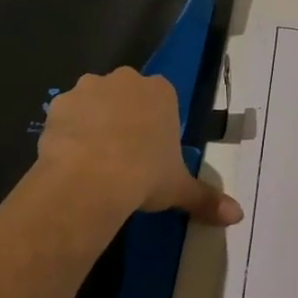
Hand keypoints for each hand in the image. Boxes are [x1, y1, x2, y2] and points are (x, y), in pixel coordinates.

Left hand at [37, 67, 243, 226]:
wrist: (91, 178)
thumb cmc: (145, 175)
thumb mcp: (179, 189)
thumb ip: (207, 198)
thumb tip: (238, 217)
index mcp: (161, 92)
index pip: (161, 99)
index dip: (155, 124)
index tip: (150, 150)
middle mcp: (125, 80)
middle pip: (126, 94)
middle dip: (124, 116)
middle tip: (122, 154)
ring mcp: (88, 88)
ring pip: (93, 101)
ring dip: (93, 120)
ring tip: (93, 159)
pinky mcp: (58, 104)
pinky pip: (65, 114)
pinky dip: (67, 131)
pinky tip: (69, 157)